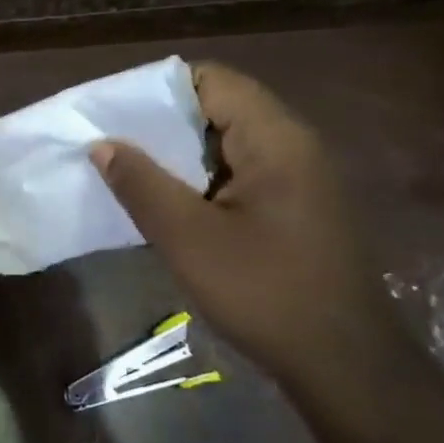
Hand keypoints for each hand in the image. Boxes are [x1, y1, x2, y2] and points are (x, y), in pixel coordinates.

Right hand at [90, 63, 401, 387]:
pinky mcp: (295, 205)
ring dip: (178, 152)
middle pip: (219, 106)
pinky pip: (238, 170)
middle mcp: (293, 144)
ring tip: (129, 170)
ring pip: (226, 141)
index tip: (112, 113)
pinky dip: (199, 176)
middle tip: (110, 143)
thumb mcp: (187, 237)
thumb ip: (141, 184)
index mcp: (275, 138)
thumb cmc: (262, 291)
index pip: (210, 80)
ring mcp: (298, 175)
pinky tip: (168, 202)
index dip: (157, 89)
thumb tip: (102, 144)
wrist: (341, 362)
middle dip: (161, 121)